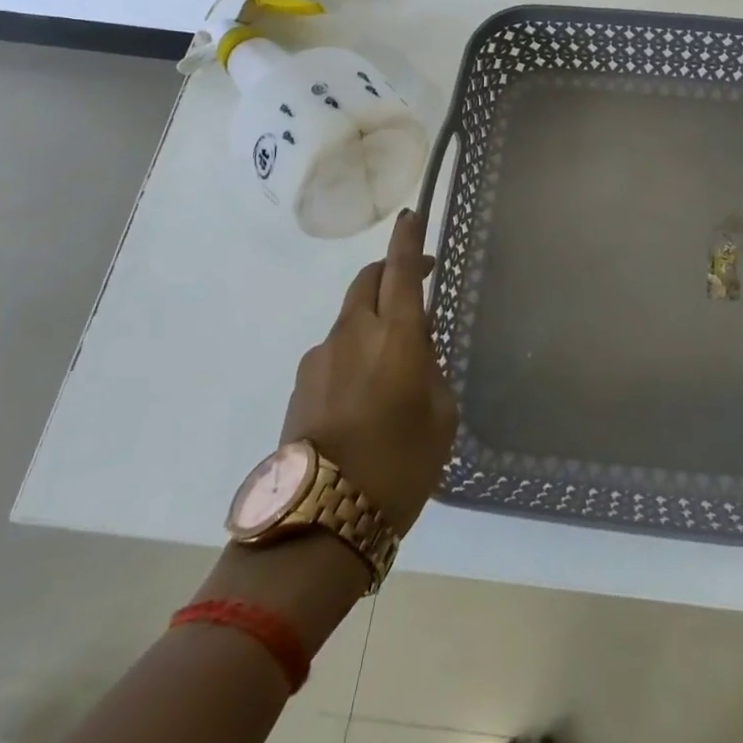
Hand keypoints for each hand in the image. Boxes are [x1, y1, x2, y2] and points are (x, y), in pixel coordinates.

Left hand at [280, 208, 458, 533]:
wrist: (317, 526)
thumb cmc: (399, 467)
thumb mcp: (441, 417)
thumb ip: (431, 370)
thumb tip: (416, 350)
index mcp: (398, 335)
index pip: (402, 268)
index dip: (408, 239)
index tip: (411, 216)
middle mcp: (355, 333)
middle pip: (369, 280)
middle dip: (390, 270)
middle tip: (414, 281)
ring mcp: (321, 357)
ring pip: (351, 315)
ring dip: (373, 316)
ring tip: (392, 358)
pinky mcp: (301, 384)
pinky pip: (335, 348)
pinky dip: (354, 349)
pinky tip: (365, 391)